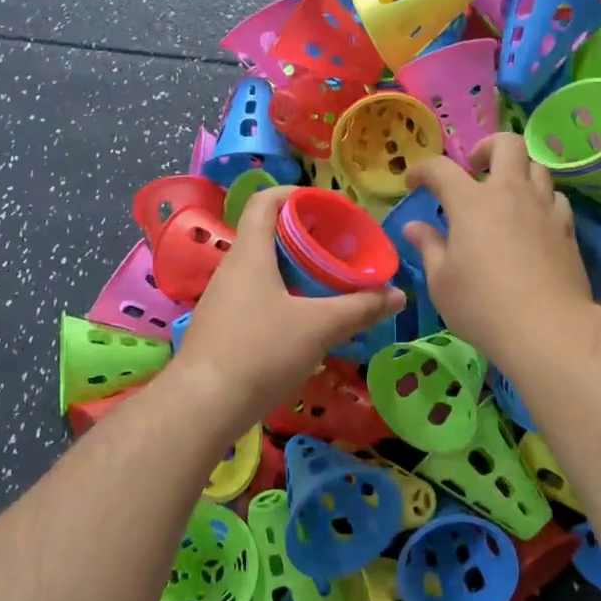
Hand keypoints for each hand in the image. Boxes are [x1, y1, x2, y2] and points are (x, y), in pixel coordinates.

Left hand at [171, 186, 404, 429]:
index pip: (265, 201)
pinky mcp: (223, 327)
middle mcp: (232, 268)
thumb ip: (359, 308)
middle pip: (268, 234)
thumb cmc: (260, 352)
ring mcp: (224, 299)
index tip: (329, 205)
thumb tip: (398, 294)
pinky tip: (305, 319)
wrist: (202, 406)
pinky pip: (257, 296)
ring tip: (330, 282)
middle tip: (341, 247)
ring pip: (264, 268)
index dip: (296, 194)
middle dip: (306, 235)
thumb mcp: (318, 328)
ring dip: (296, 268)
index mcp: (251, 253)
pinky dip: (284, 295)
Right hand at [402, 134, 597, 363]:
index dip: (423, 170)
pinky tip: (533, 221)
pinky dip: (541, 200)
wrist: (548, 329)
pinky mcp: (568, 229)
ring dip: (518, 172)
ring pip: (537, 167)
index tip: (413, 183)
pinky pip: (556, 198)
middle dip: (487, 147)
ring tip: (506, 195)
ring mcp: (544, 209)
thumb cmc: (482, 306)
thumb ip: (428, 247)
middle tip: (475, 168)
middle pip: (507, 144)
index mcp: (471, 203)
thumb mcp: (441, 282)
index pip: (441, 168)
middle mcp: (511, 193)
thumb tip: (414, 227)